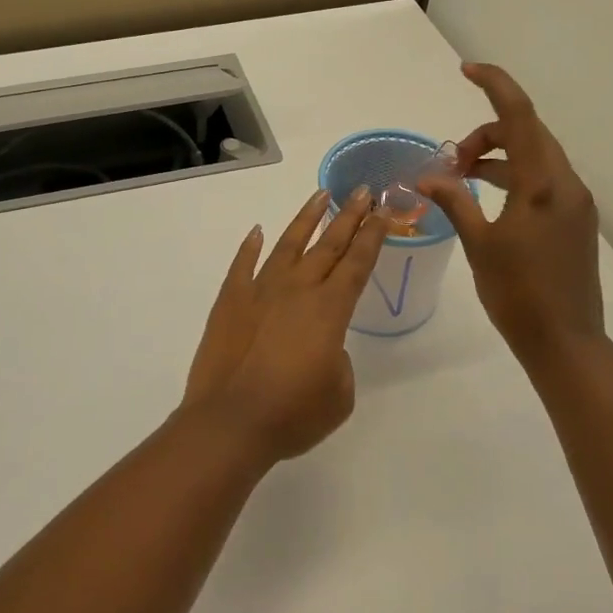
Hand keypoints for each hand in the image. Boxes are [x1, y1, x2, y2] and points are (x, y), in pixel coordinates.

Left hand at [183, 187, 390, 461]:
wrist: (230, 422)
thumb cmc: (293, 414)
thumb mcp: (339, 394)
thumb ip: (337, 360)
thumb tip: (321, 345)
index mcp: (329, 310)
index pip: (358, 263)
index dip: (372, 235)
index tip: (382, 210)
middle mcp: (297, 289)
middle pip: (329, 244)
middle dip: (349, 216)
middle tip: (362, 190)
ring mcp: (260, 290)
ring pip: (288, 244)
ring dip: (306, 219)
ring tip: (320, 196)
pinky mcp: (230, 300)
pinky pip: (242, 265)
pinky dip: (250, 247)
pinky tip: (256, 232)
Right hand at [418, 63, 605, 369]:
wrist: (566, 343)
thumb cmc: (517, 294)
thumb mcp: (480, 245)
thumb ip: (455, 202)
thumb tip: (427, 176)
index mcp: (543, 185)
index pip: (520, 117)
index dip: (495, 85)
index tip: (467, 70)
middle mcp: (566, 185)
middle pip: (526, 134)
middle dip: (485, 135)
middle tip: (450, 163)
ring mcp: (576, 203)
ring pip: (535, 158)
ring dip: (498, 158)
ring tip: (461, 182)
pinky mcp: (576, 221)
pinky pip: (543, 181)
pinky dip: (513, 177)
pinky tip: (487, 200)